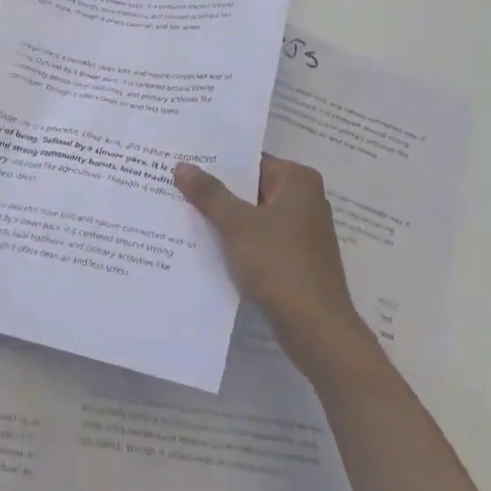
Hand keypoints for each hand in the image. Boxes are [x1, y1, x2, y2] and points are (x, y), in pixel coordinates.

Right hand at [173, 156, 380, 381]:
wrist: (317, 330)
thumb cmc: (280, 265)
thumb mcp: (238, 225)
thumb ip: (209, 193)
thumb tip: (182, 166)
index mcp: (298, 181)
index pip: (249, 160)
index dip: (215, 161)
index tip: (182, 160)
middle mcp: (304, 199)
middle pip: (250, 186)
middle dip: (215, 189)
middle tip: (173, 182)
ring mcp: (300, 230)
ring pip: (252, 214)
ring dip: (223, 216)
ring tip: (180, 209)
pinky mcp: (294, 257)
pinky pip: (257, 237)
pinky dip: (235, 238)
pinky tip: (204, 241)